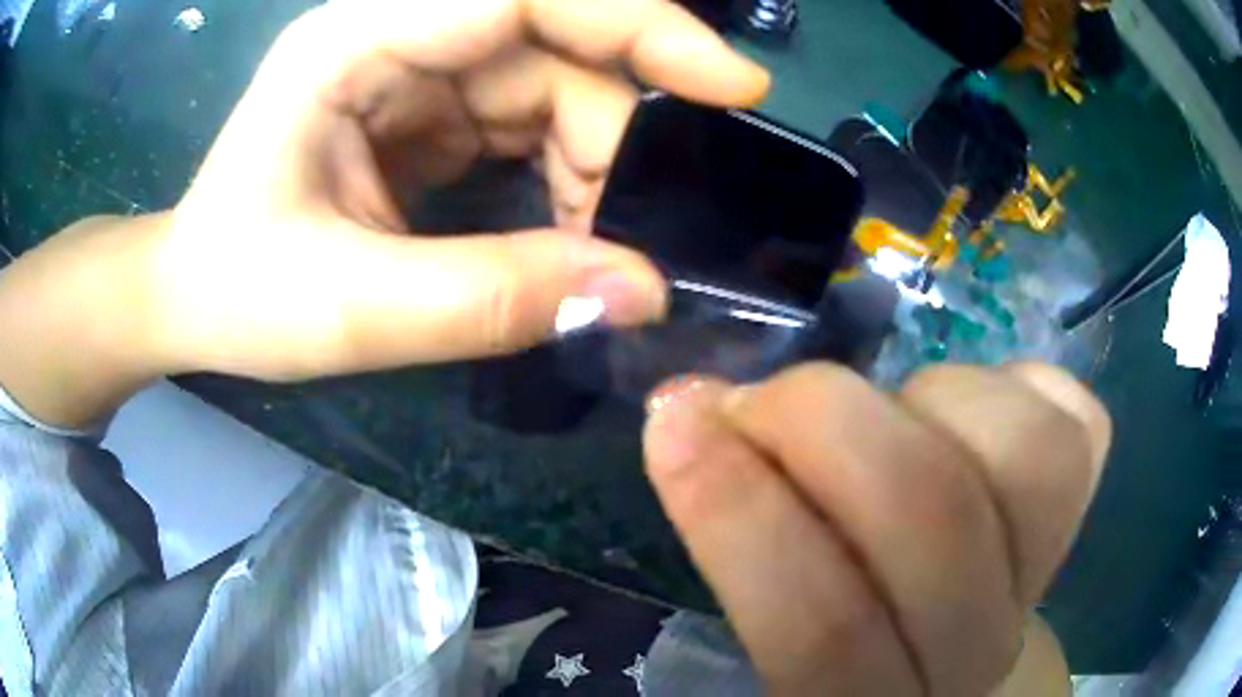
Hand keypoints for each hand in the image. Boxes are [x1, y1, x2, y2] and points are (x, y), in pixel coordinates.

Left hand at [154, 0, 768, 379]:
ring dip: (591, 161)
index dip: (639, 24)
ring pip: (551, 83)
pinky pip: (527, 118)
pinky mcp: (426, 108)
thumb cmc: (237, 294)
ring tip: (588, 244)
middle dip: (613, 128)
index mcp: (357, 41)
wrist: (192, 296)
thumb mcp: (349, 309)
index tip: (732, 86)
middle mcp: (396, 34)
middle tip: (640, 221)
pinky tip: (560, 231)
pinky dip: (563, 173)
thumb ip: (489, 299)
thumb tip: (640, 292)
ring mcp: (414, 67)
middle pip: (553, 43)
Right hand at [643, 362, 1110, 694]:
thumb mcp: (774, 629)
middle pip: (935, 516)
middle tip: (759, 398)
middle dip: (823, 419)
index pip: (819, 627)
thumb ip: (740, 545)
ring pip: (1027, 451)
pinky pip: (1074, 421)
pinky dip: (1014, 387)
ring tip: (885, 416)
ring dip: (928, 399)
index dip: (739, 513)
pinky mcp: (1084, 514)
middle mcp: (973, 653)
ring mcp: (1046, 578)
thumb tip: (689, 419)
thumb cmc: (854, 648)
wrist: (956, 660)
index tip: (673, 420)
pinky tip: (968, 416)